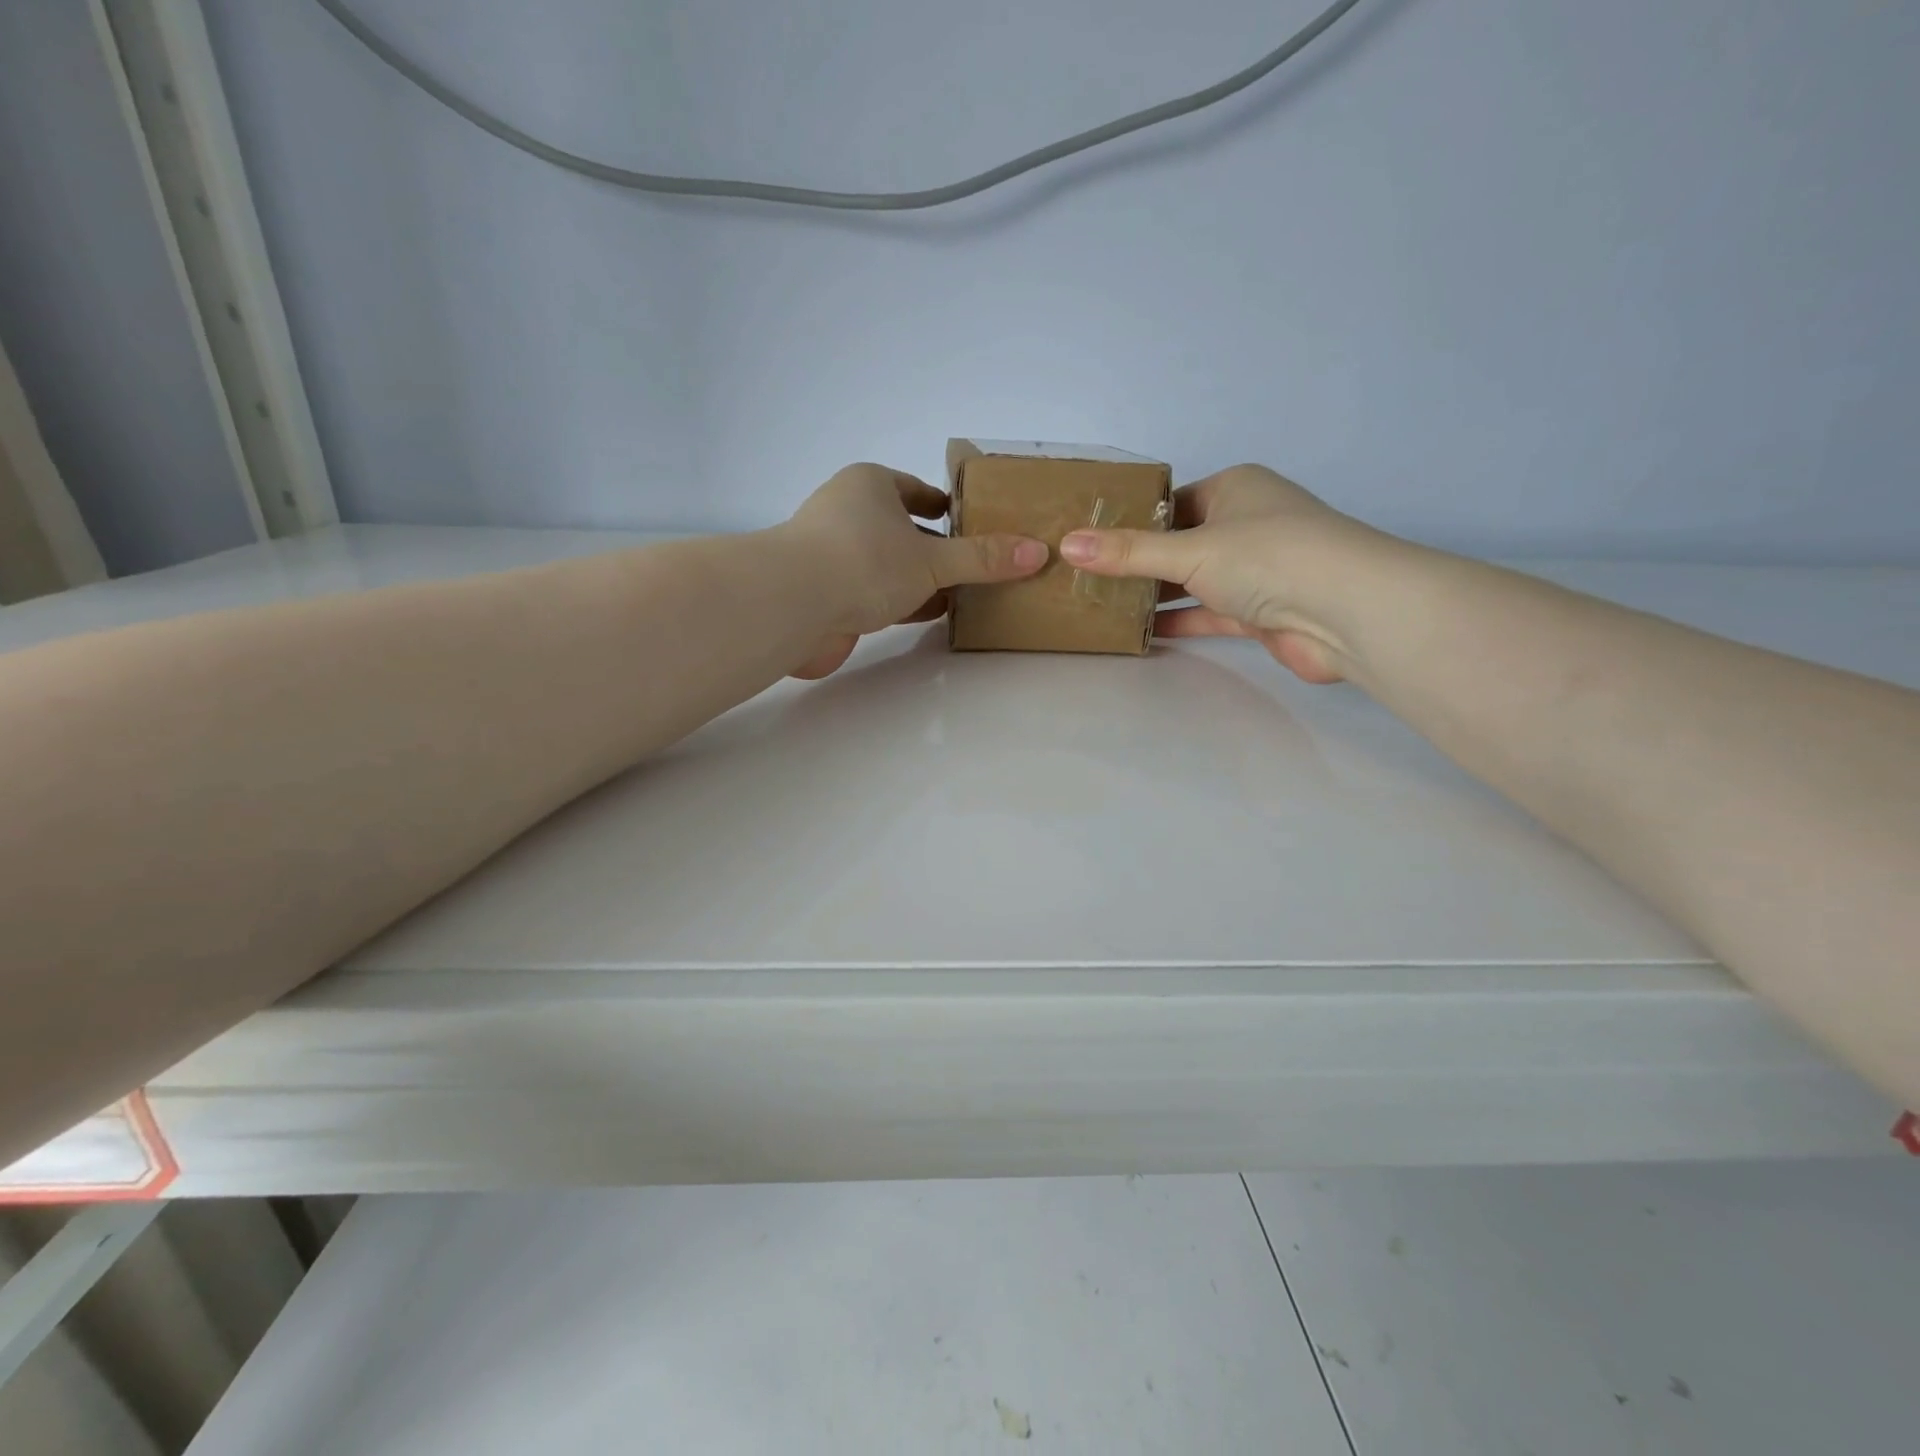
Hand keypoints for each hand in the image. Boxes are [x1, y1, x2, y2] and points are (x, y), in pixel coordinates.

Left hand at [781, 463, 1047, 678]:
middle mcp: (848, 514)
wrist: (790, 606)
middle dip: (938, 548)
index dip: (945, 505)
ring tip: (963, 594)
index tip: (972, 522)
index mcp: (870, 486)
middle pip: (903, 529)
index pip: (915, 489)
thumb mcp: (932, 559)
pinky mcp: (826, 595)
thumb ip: (981, 559)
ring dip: (921, 580)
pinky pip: (875, 594)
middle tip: (978, 565)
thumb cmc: (864, 562)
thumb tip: (1038, 552)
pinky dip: (902, 603)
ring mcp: (834, 557)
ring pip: (889, 565)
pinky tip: (930, 615)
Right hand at [1058, 464, 1390, 683]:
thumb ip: (1128, 553)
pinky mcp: (1259, 612)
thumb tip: (1066, 545)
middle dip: (1139, 562)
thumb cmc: (1267, 557)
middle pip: (1180, 543)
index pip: (1171, 502)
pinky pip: (1208, 613)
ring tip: (1102, 606)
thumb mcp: (1188, 550)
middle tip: (1085, 577)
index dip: (1131, 520)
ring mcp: (1255, 570)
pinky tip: (1140, 633)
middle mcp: (1246, 524)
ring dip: (1156, 595)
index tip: (1089, 541)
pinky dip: (1179, 621)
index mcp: (1234, 489)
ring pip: (1193, 580)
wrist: (1346, 611)